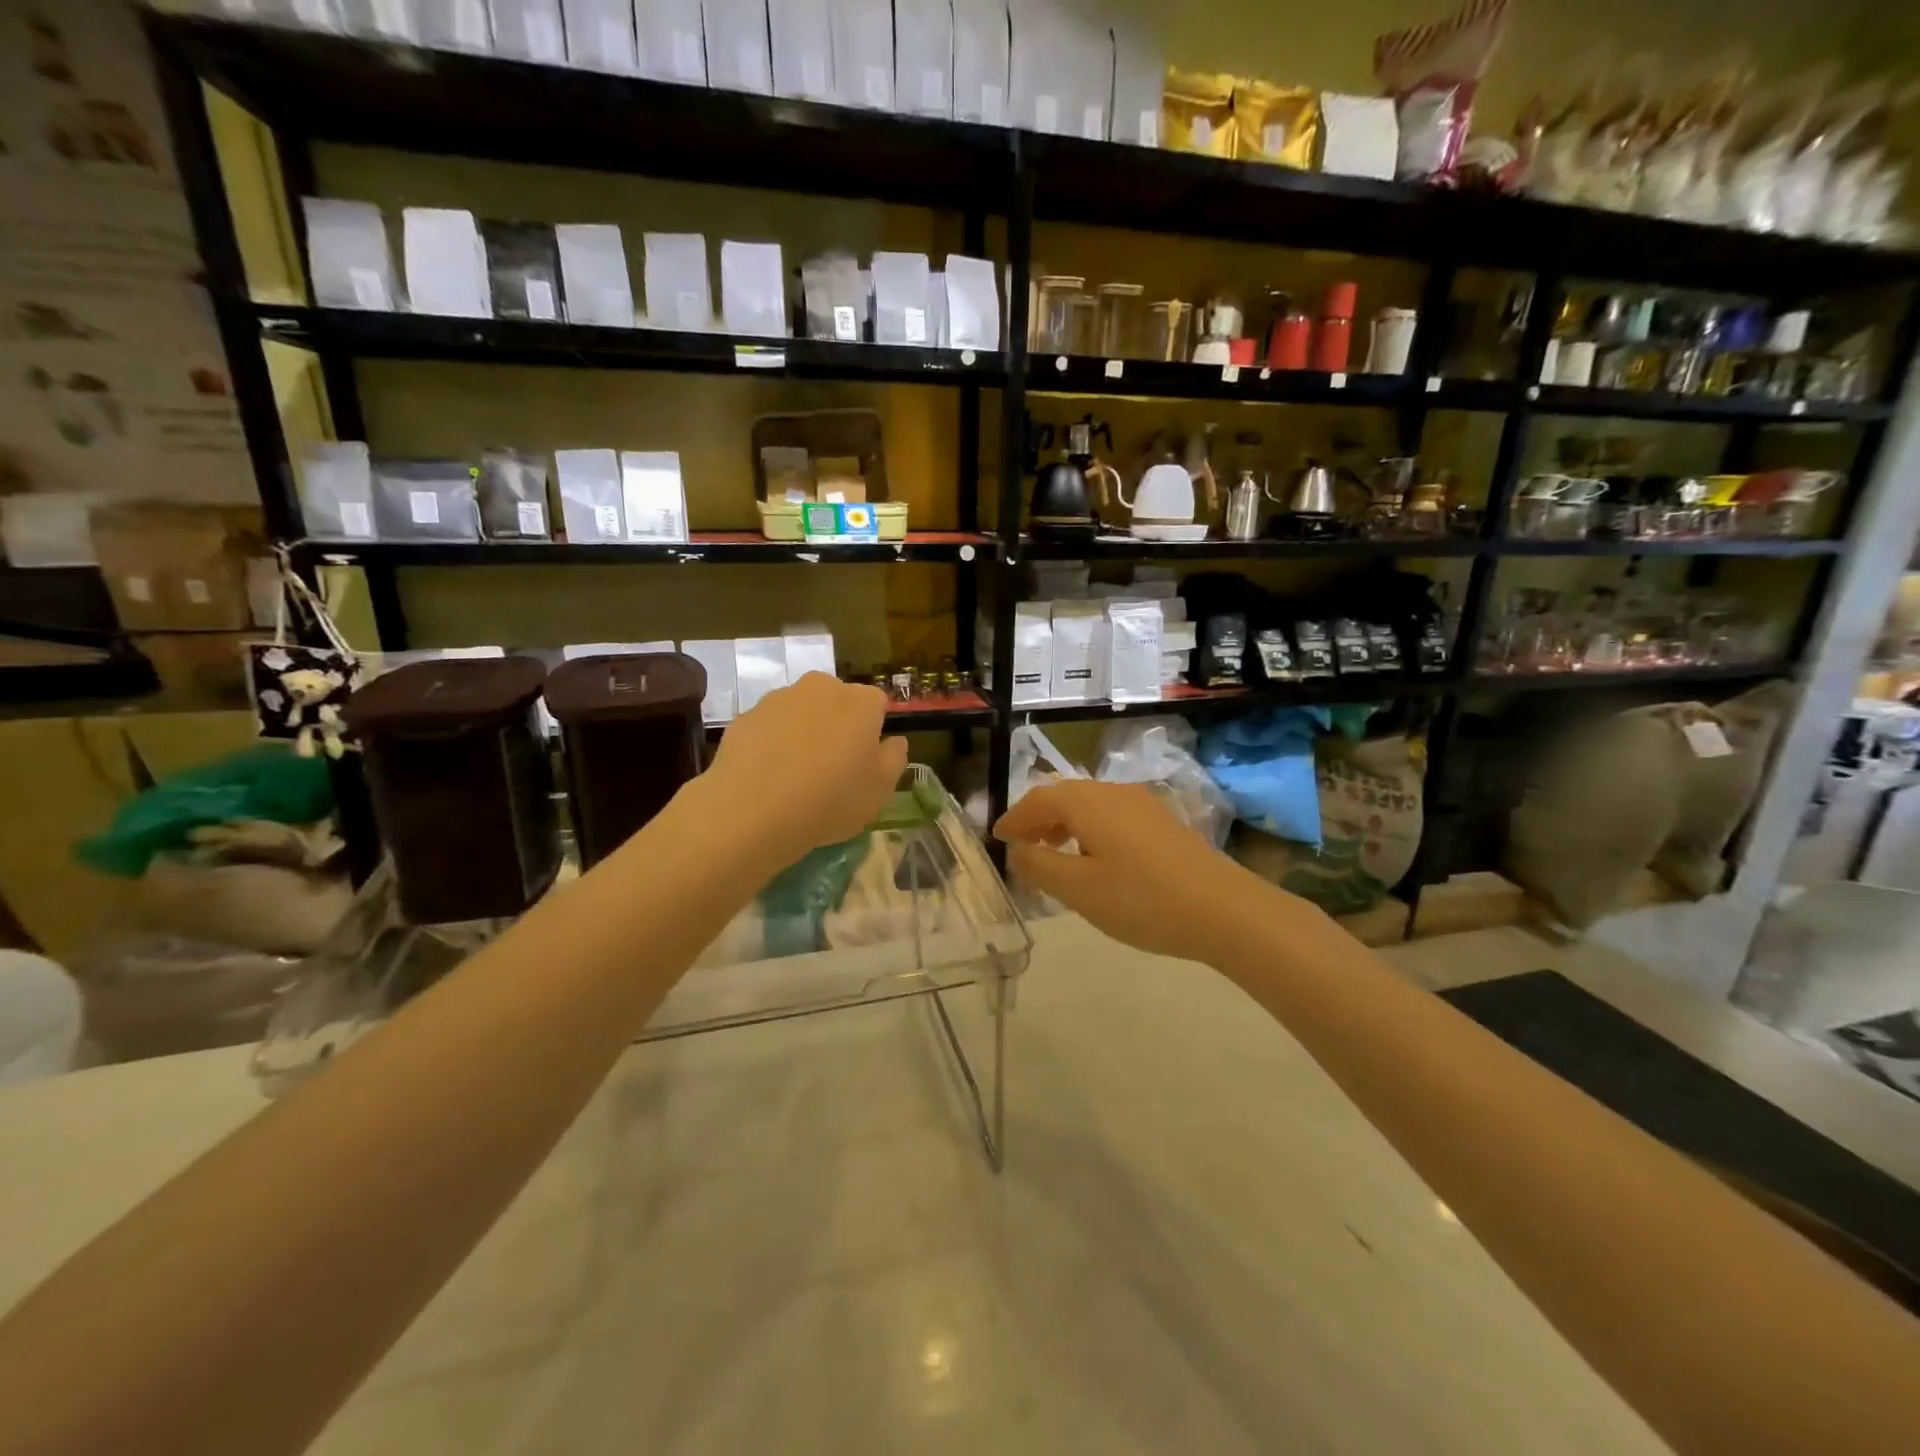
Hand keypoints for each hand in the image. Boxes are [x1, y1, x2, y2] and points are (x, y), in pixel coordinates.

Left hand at [705, 672, 907, 865]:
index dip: (873, 732)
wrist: (753, 811)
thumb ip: (894, 758)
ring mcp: (778, 698)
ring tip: (796, 775)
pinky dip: (772, 744)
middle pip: (837, 701)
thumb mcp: (880, 790)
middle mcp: (821, 688)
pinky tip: (768, 777)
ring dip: (803, 732)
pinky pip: (769, 728)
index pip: (877, 705)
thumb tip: (894, 741)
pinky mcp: (745, 717)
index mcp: (861, 701)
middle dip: (838, 725)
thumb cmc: (831, 799)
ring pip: (801, 711)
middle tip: (832, 767)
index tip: (864, 762)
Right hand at [994, 780, 1312, 964]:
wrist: (1224, 909)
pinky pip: (1111, 816)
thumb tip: (1018, 850)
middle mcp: (1112, 791)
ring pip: (1090, 806)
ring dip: (1064, 825)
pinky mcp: (1162, 821)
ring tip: (1053, 855)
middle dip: (1038, 820)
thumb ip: (1040, 866)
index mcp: (1087, 802)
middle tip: (1021, 848)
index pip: (1037, 800)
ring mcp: (1142, 804)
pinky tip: (1096, 860)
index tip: (997, 838)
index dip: (1014, 819)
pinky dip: (1090, 831)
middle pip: (1064, 797)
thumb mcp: (1078, 889)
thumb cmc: (1141, 899)